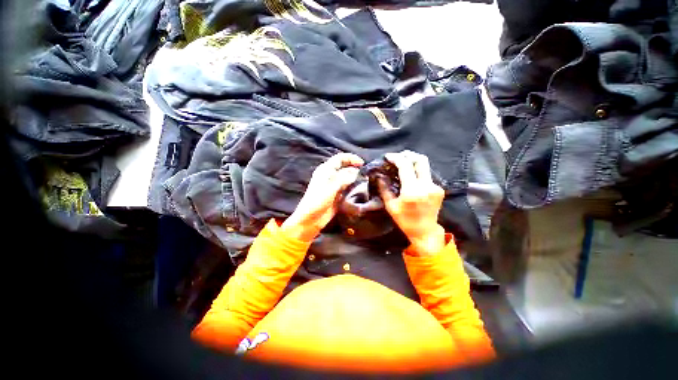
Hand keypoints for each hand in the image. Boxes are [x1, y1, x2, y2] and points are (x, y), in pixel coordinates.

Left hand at [282, 153, 363, 241]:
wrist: (310, 219)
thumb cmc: (317, 201)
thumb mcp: (330, 188)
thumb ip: (343, 179)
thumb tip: (355, 173)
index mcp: (325, 170)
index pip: (340, 158)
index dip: (351, 158)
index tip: (362, 163)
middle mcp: (330, 176)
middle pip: (345, 167)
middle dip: (355, 168)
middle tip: (366, 174)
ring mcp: (334, 186)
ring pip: (347, 178)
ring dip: (355, 178)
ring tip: (365, 181)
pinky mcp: (337, 195)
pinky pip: (347, 188)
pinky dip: (354, 187)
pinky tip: (360, 190)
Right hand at [377, 151, 445, 255]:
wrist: (425, 231)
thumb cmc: (405, 220)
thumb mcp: (391, 206)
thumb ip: (384, 189)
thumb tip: (379, 175)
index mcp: (412, 191)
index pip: (405, 165)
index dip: (396, 158)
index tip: (388, 157)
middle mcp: (426, 186)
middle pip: (420, 160)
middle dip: (408, 155)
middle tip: (398, 157)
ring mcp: (435, 186)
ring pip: (425, 166)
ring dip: (413, 162)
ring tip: (403, 164)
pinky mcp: (439, 189)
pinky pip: (427, 174)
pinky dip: (417, 171)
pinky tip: (411, 176)